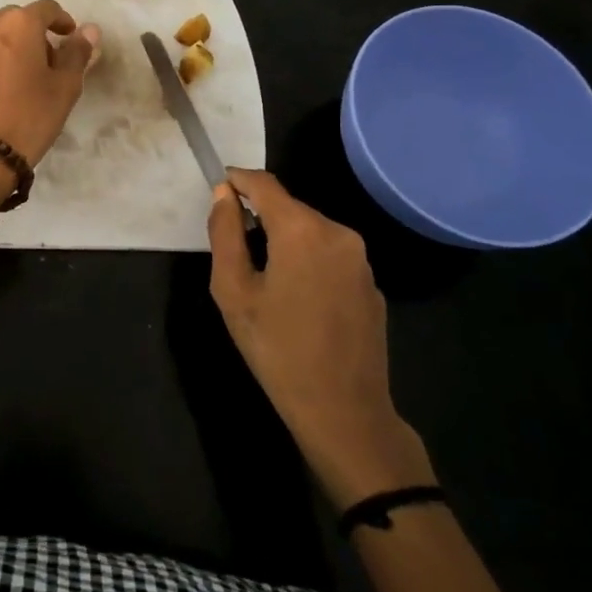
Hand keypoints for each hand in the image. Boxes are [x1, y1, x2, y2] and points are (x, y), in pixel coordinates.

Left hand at [0, 0, 99, 165]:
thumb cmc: (29, 116)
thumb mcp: (65, 87)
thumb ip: (77, 53)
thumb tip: (89, 30)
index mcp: (19, 23)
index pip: (47, 8)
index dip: (62, 21)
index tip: (69, 38)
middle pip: (18, 19)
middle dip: (35, 34)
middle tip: (48, 63)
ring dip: (12, 47)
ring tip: (22, 78)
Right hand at [208, 168, 433, 505]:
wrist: (344, 411)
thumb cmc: (277, 349)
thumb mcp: (233, 291)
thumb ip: (225, 234)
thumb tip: (223, 194)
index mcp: (302, 230)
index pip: (265, 185)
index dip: (238, 180)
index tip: (219, 186)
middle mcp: (338, 233)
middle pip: (290, 208)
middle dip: (261, 215)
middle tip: (234, 244)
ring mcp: (360, 259)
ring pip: (311, 231)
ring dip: (285, 239)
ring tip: (263, 275)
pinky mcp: (372, 284)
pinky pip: (331, 256)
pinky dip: (308, 260)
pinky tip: (297, 297)